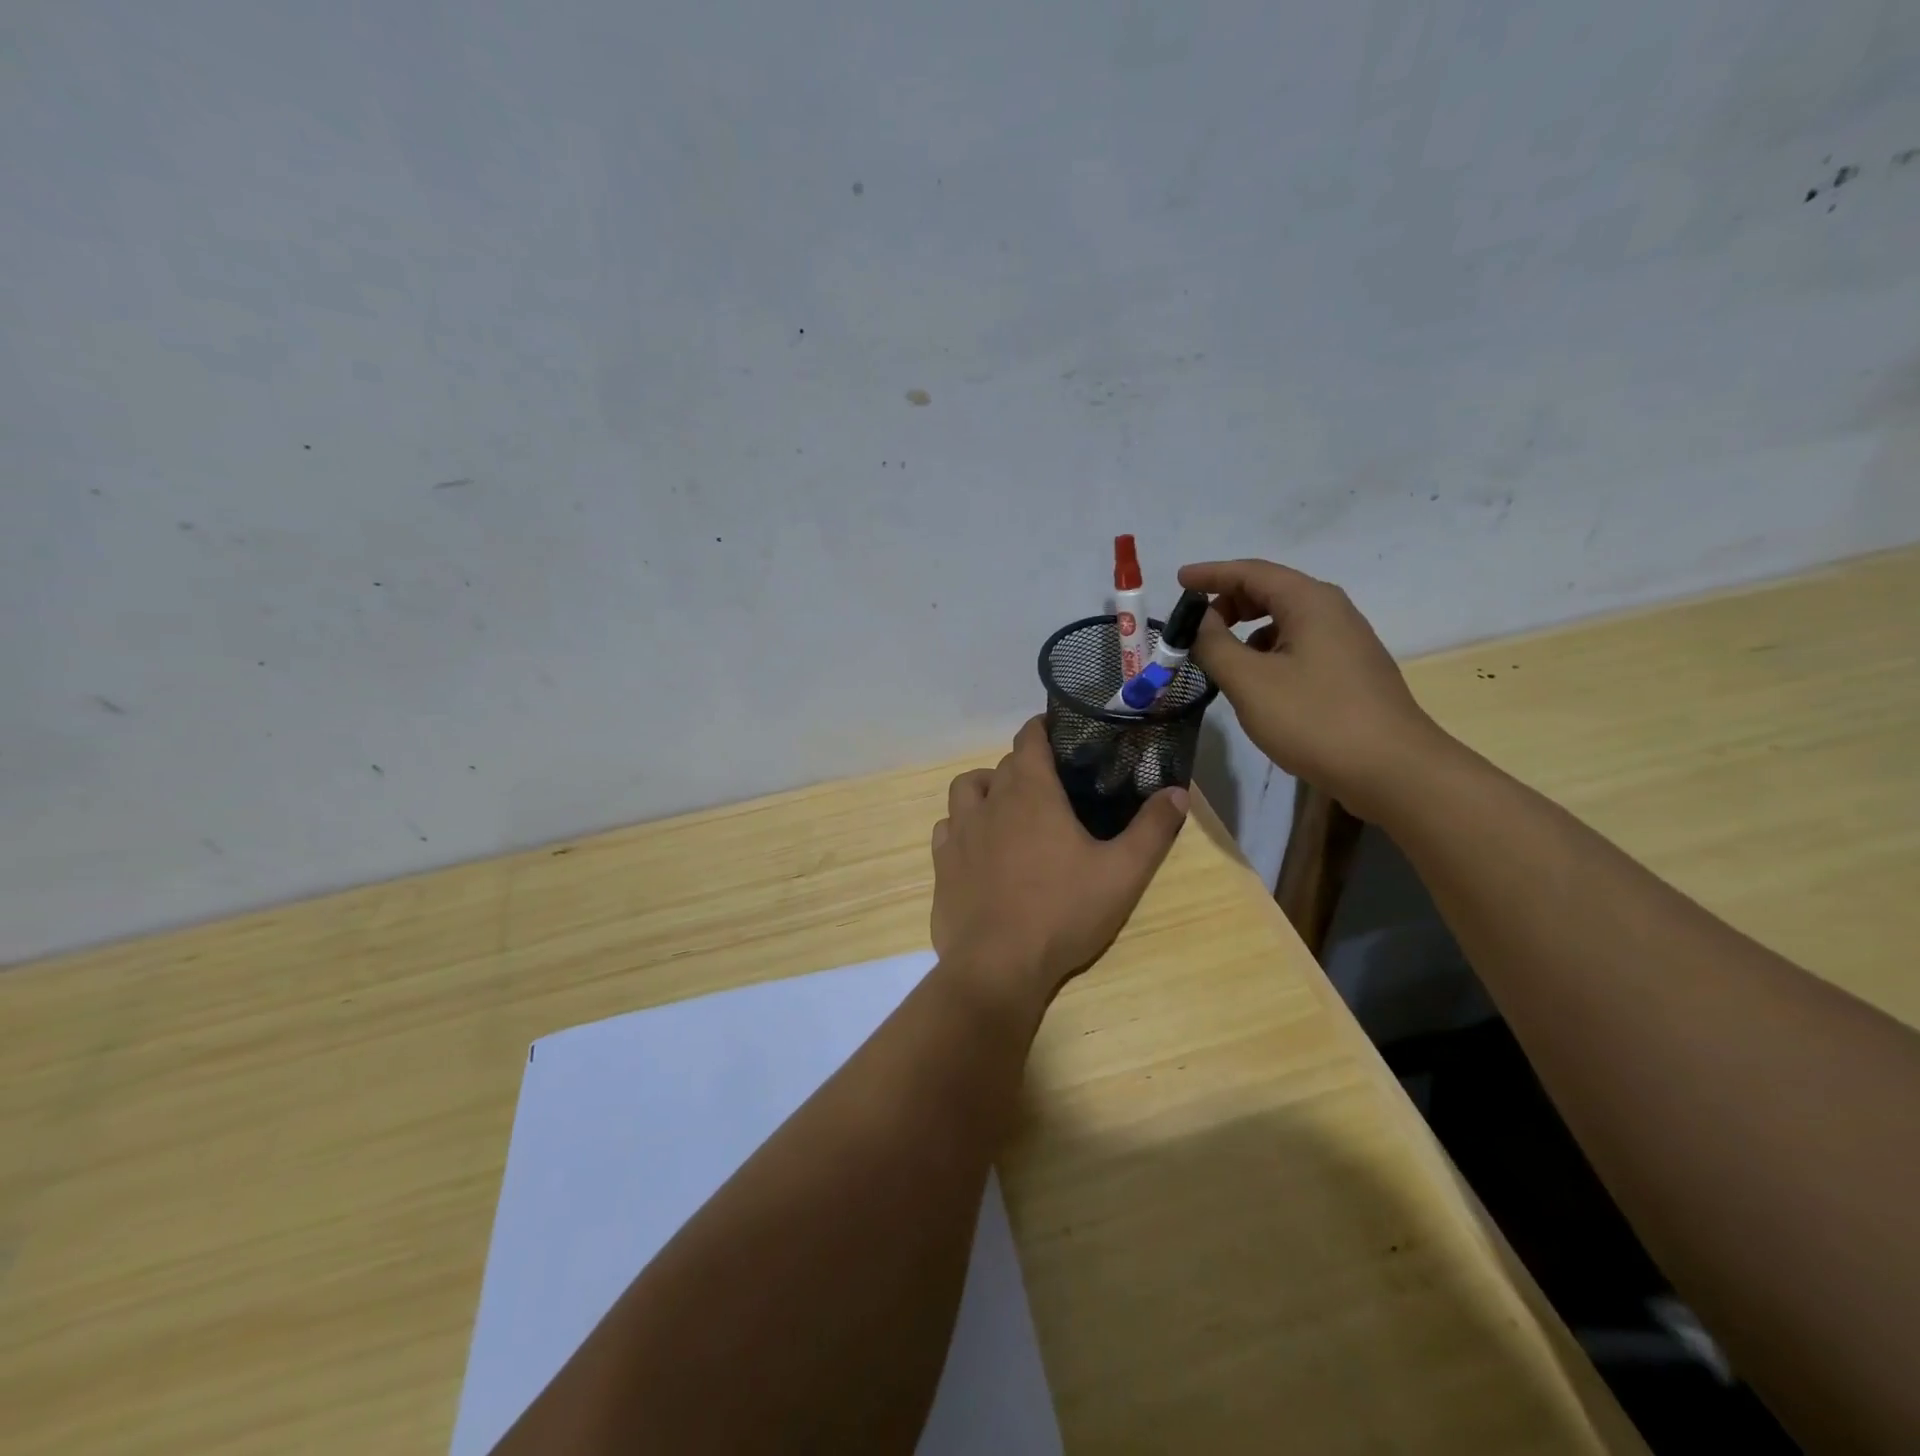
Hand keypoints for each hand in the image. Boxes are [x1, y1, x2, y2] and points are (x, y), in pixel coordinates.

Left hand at [931, 717, 1188, 1000]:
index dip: (1043, 729)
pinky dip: (962, 826)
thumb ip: (1153, 829)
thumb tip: (1179, 791)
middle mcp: (989, 802)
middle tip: (1052, 787)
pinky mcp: (941, 864)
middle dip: (1025, 766)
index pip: (1029, 738)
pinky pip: (946, 828)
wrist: (997, 966)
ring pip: (966, 789)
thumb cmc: (1062, 912)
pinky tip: (979, 848)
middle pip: (1003, 765)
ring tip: (1009, 809)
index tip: (1061, 734)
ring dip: (986, 789)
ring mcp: (958, 833)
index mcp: (1030, 792)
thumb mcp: (1123, 873)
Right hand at [1179, 559, 1448, 820]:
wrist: (1392, 770)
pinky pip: (1298, 646)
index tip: (1178, 580)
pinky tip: (1255, 683)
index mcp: (1310, 602)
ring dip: (1247, 631)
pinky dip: (1268, 652)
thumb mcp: (1249, 681)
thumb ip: (1215, 645)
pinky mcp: (1349, 672)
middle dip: (1228, 603)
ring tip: (1219, 659)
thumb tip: (1200, 621)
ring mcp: (1345, 642)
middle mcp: (1332, 612)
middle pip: (1270, 592)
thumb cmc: (1314, 719)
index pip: (1252, 572)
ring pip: (1285, 621)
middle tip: (1195, 628)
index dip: (1211, 574)